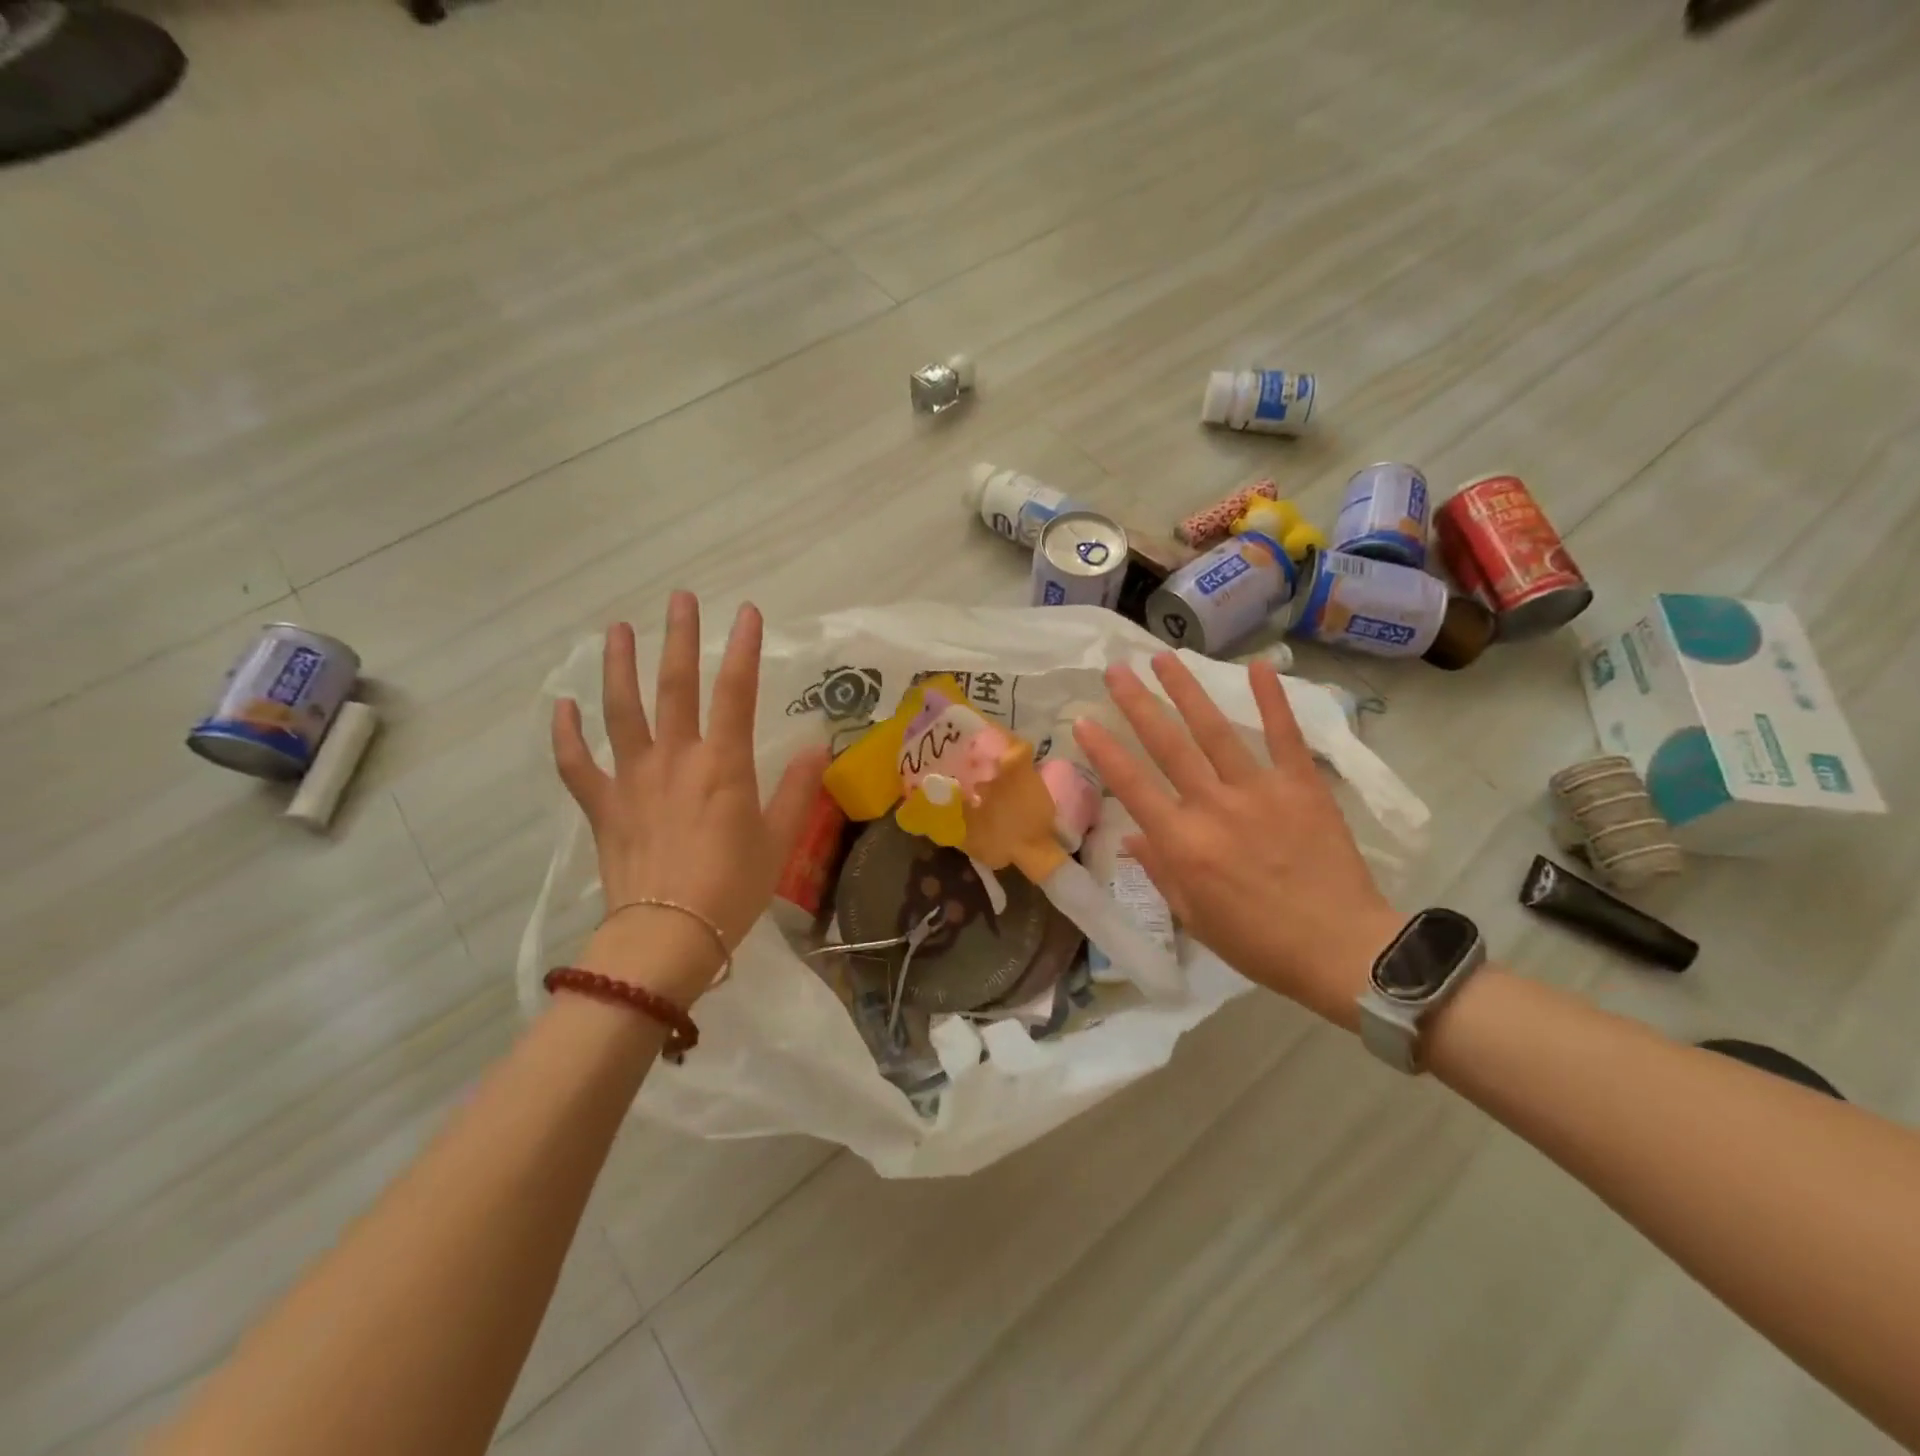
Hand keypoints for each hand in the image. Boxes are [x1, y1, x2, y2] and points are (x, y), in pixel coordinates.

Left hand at [552, 594, 828, 1002]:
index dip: (743, 649)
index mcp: (724, 765)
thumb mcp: (778, 840)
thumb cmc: (732, 889)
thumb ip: (798, 789)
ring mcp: (633, 780)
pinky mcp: (603, 806)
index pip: (736, 693)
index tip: (746, 612)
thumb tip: (818, 746)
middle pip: (675, 687)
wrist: (667, 936)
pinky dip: (566, 735)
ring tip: (617, 630)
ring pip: (621, 711)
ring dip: (618, 667)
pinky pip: (577, 765)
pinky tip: (561, 706)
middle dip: (680, 639)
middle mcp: (676, 759)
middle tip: (679, 598)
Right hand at [1073, 653, 1404, 1029]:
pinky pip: (1285, 736)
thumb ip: (1160, 871)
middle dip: (1137, 704)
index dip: (1104, 751)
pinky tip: (1257, 667)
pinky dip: (1272, 700)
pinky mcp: (1302, 786)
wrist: (1341, 950)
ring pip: (1214, 730)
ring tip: (1164, 659)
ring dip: (1187, 691)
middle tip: (1116, 670)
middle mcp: (1213, 806)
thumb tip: (1132, 837)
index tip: (1083, 721)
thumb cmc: (1258, 942)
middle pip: (1167, 745)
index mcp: (1182, 843)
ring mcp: (1259, 791)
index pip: (1132, 786)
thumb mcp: (1194, 916)